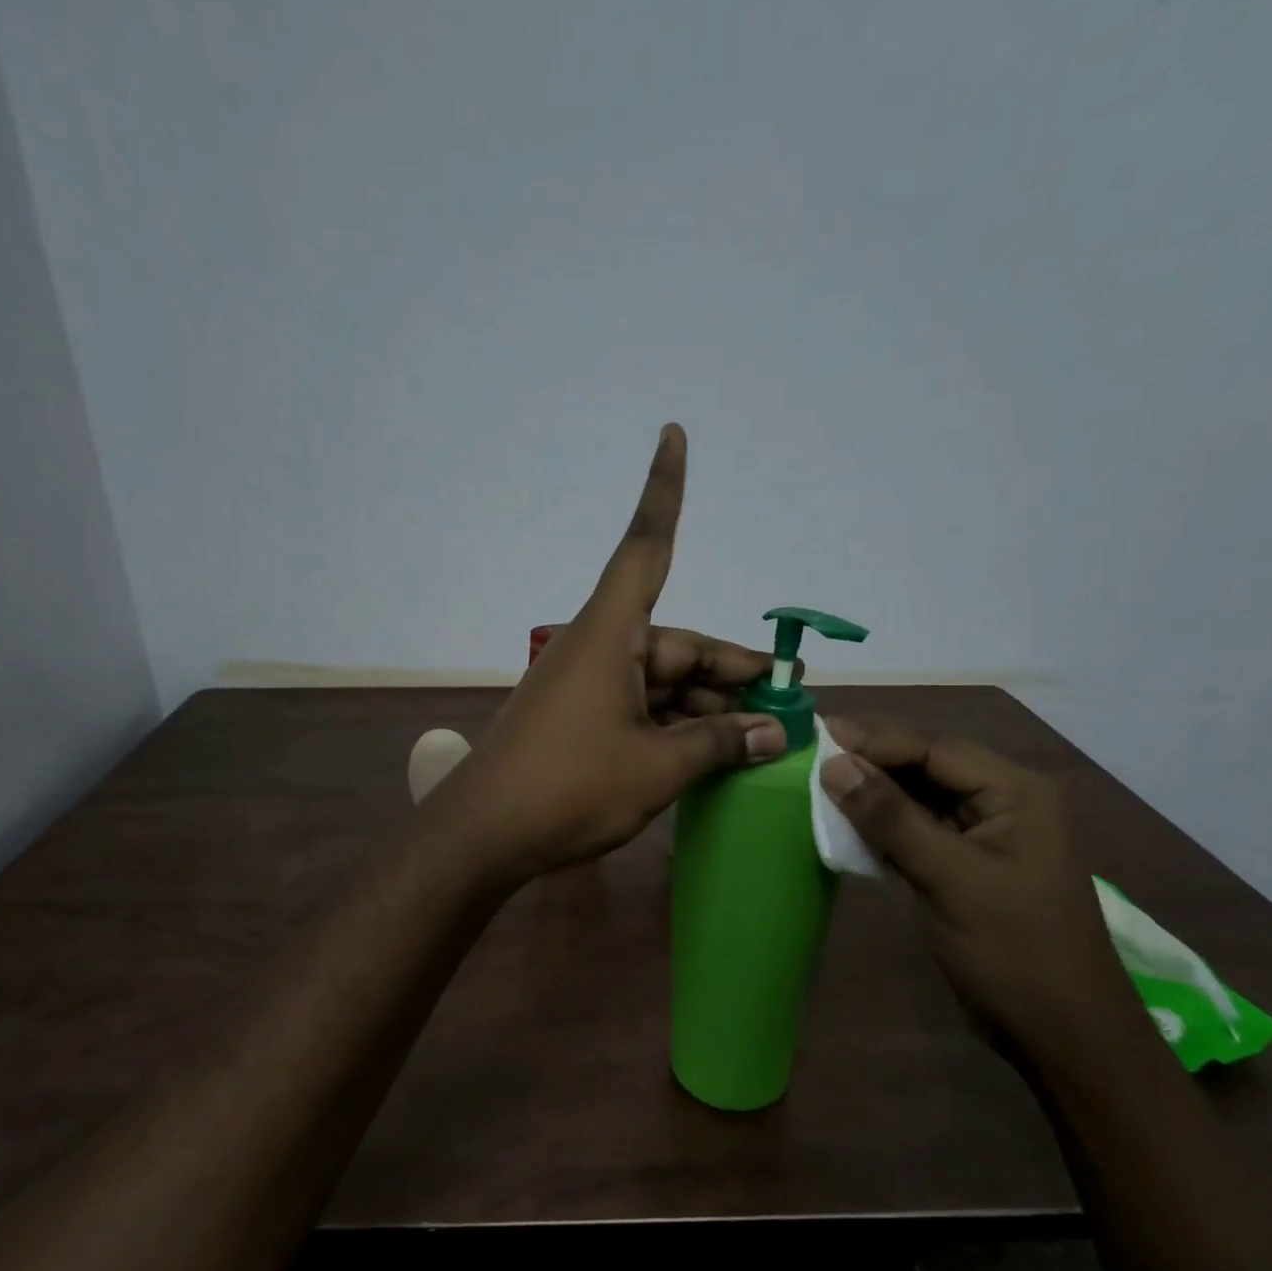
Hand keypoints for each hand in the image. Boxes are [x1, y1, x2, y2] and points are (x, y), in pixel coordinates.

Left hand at [433, 425, 786, 880]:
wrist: (484, 836)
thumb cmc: (570, 788)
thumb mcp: (657, 768)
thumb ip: (719, 744)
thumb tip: (772, 735)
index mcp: (611, 635)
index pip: (648, 546)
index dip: (665, 490)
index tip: (673, 434)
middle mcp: (601, 649)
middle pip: (679, 644)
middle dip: (733, 673)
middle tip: (786, 703)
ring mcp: (589, 688)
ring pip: (664, 683)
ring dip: (709, 708)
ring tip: (760, 741)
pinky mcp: (582, 721)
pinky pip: (643, 709)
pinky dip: (677, 726)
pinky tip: (714, 754)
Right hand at [819, 718, 1144, 1053]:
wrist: (1062, 1036)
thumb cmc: (1014, 951)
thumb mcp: (950, 878)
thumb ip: (892, 818)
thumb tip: (834, 765)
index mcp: (1016, 793)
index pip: (934, 749)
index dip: (875, 740)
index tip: (817, 735)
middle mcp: (1003, 802)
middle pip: (927, 766)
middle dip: (872, 761)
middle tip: (811, 755)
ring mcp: (985, 835)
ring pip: (920, 797)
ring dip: (874, 793)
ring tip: (819, 783)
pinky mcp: (967, 865)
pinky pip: (919, 829)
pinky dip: (883, 825)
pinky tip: (846, 823)